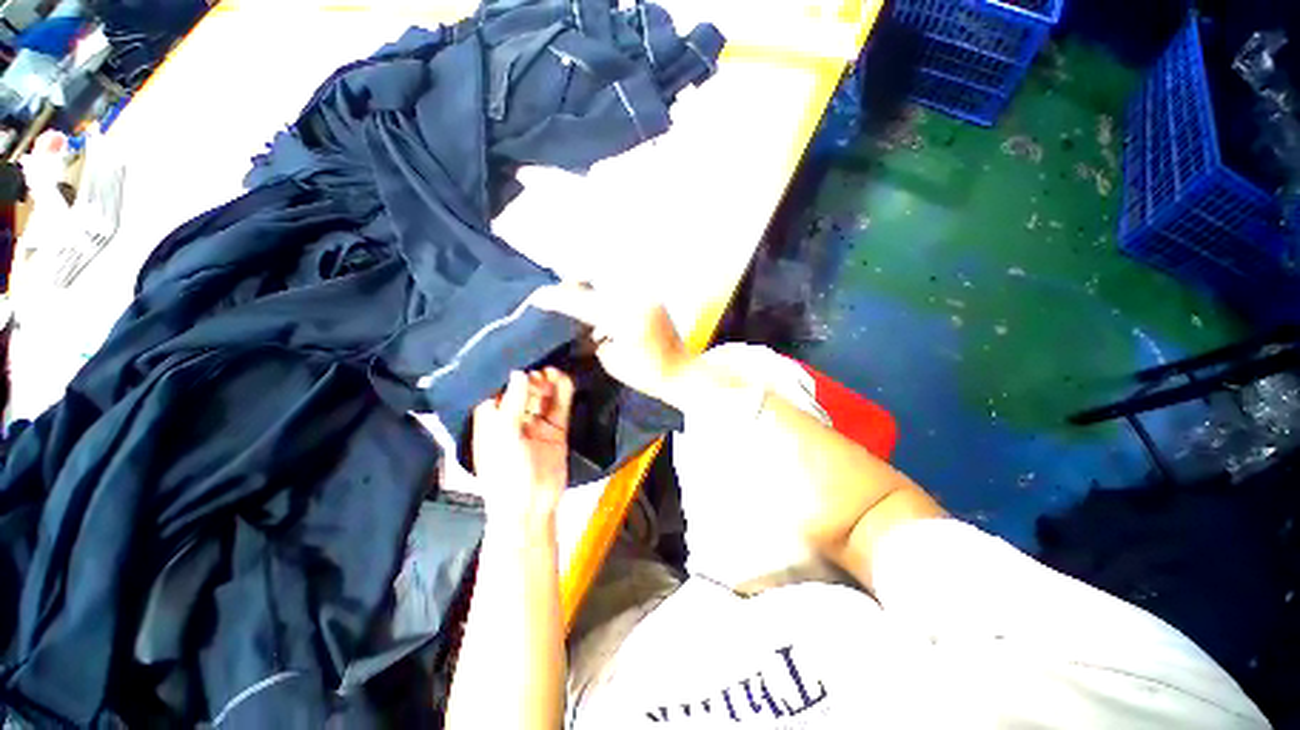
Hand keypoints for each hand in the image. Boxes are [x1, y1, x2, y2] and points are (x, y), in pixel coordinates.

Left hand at [472, 368, 574, 525]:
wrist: (531, 506)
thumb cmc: (505, 472)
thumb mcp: (504, 435)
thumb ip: (513, 403)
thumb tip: (519, 373)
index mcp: (492, 421)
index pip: (497, 390)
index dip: (507, 374)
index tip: (519, 356)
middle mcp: (513, 419)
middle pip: (523, 391)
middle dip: (530, 378)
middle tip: (539, 373)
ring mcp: (536, 424)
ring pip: (543, 396)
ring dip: (547, 383)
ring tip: (553, 372)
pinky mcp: (556, 430)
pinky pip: (560, 407)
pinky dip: (563, 393)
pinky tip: (565, 380)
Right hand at [533, 284, 692, 405]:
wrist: (682, 373)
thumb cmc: (648, 375)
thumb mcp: (613, 361)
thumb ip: (596, 339)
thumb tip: (585, 327)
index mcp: (625, 318)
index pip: (584, 304)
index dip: (559, 300)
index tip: (537, 297)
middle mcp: (636, 300)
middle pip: (595, 288)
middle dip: (573, 291)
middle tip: (554, 297)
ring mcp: (646, 298)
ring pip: (608, 289)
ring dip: (591, 296)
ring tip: (574, 305)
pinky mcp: (652, 301)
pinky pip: (622, 295)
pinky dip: (608, 302)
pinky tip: (600, 315)